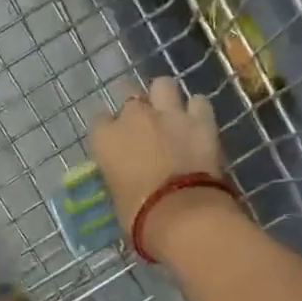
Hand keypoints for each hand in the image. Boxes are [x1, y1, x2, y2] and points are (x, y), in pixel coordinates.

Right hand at [89, 76, 241, 261]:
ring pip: (163, 85)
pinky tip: (197, 122)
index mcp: (106, 138)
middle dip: (136, 109)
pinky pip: (198, 102)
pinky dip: (197, 111)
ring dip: (164, 97)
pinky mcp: (201, 120)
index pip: (100, 121)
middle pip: (130, 96)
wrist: (182, 214)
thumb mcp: (117, 195)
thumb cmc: (139, 215)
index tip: (115, 142)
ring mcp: (169, 114)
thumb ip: (120, 175)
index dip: (109, 130)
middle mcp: (134, 117)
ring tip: (169, 114)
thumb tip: (128, 176)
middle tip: (143, 126)